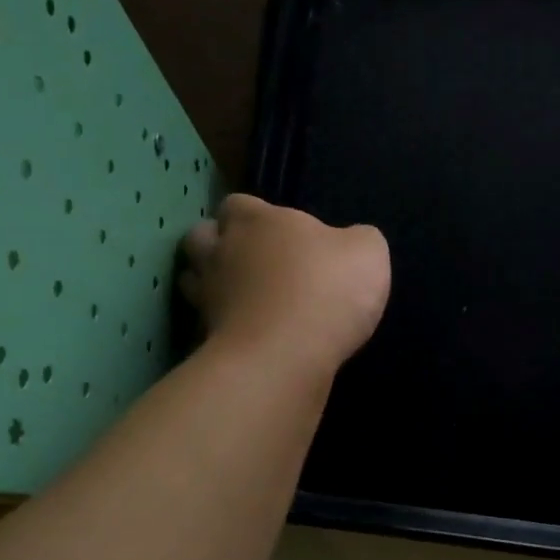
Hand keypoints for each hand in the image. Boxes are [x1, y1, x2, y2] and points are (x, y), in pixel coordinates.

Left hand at [180, 194, 390, 374]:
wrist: (285, 355)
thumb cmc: (327, 290)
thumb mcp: (368, 253)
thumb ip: (357, 240)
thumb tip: (349, 244)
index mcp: (258, 220)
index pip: (238, 204)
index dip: (253, 215)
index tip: (277, 233)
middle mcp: (223, 251)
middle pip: (201, 235)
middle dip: (218, 243)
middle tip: (248, 261)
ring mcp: (207, 295)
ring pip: (191, 278)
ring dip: (210, 282)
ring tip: (239, 296)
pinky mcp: (205, 336)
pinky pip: (204, 322)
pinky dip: (219, 324)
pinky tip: (244, 332)